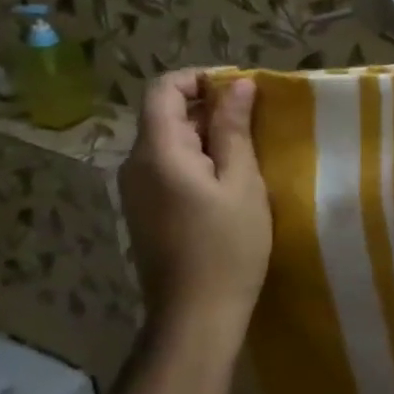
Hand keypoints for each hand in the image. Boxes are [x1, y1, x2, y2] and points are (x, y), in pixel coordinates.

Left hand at [119, 71, 272, 353]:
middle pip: (165, 114)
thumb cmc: (227, 246)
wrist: (196, 315)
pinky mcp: (145, 211)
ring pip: (168, 141)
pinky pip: (168, 167)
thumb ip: (235, 129)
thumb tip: (238, 85)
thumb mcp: (242, 183)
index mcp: (158, 152)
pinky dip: (198, 159)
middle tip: (257, 120)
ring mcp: (136, 190)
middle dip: (209, 106)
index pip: (163, 89)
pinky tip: (230, 180)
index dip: (200, 78)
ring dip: (207, 134)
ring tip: (250, 149)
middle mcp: (136, 165)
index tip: (242, 88)